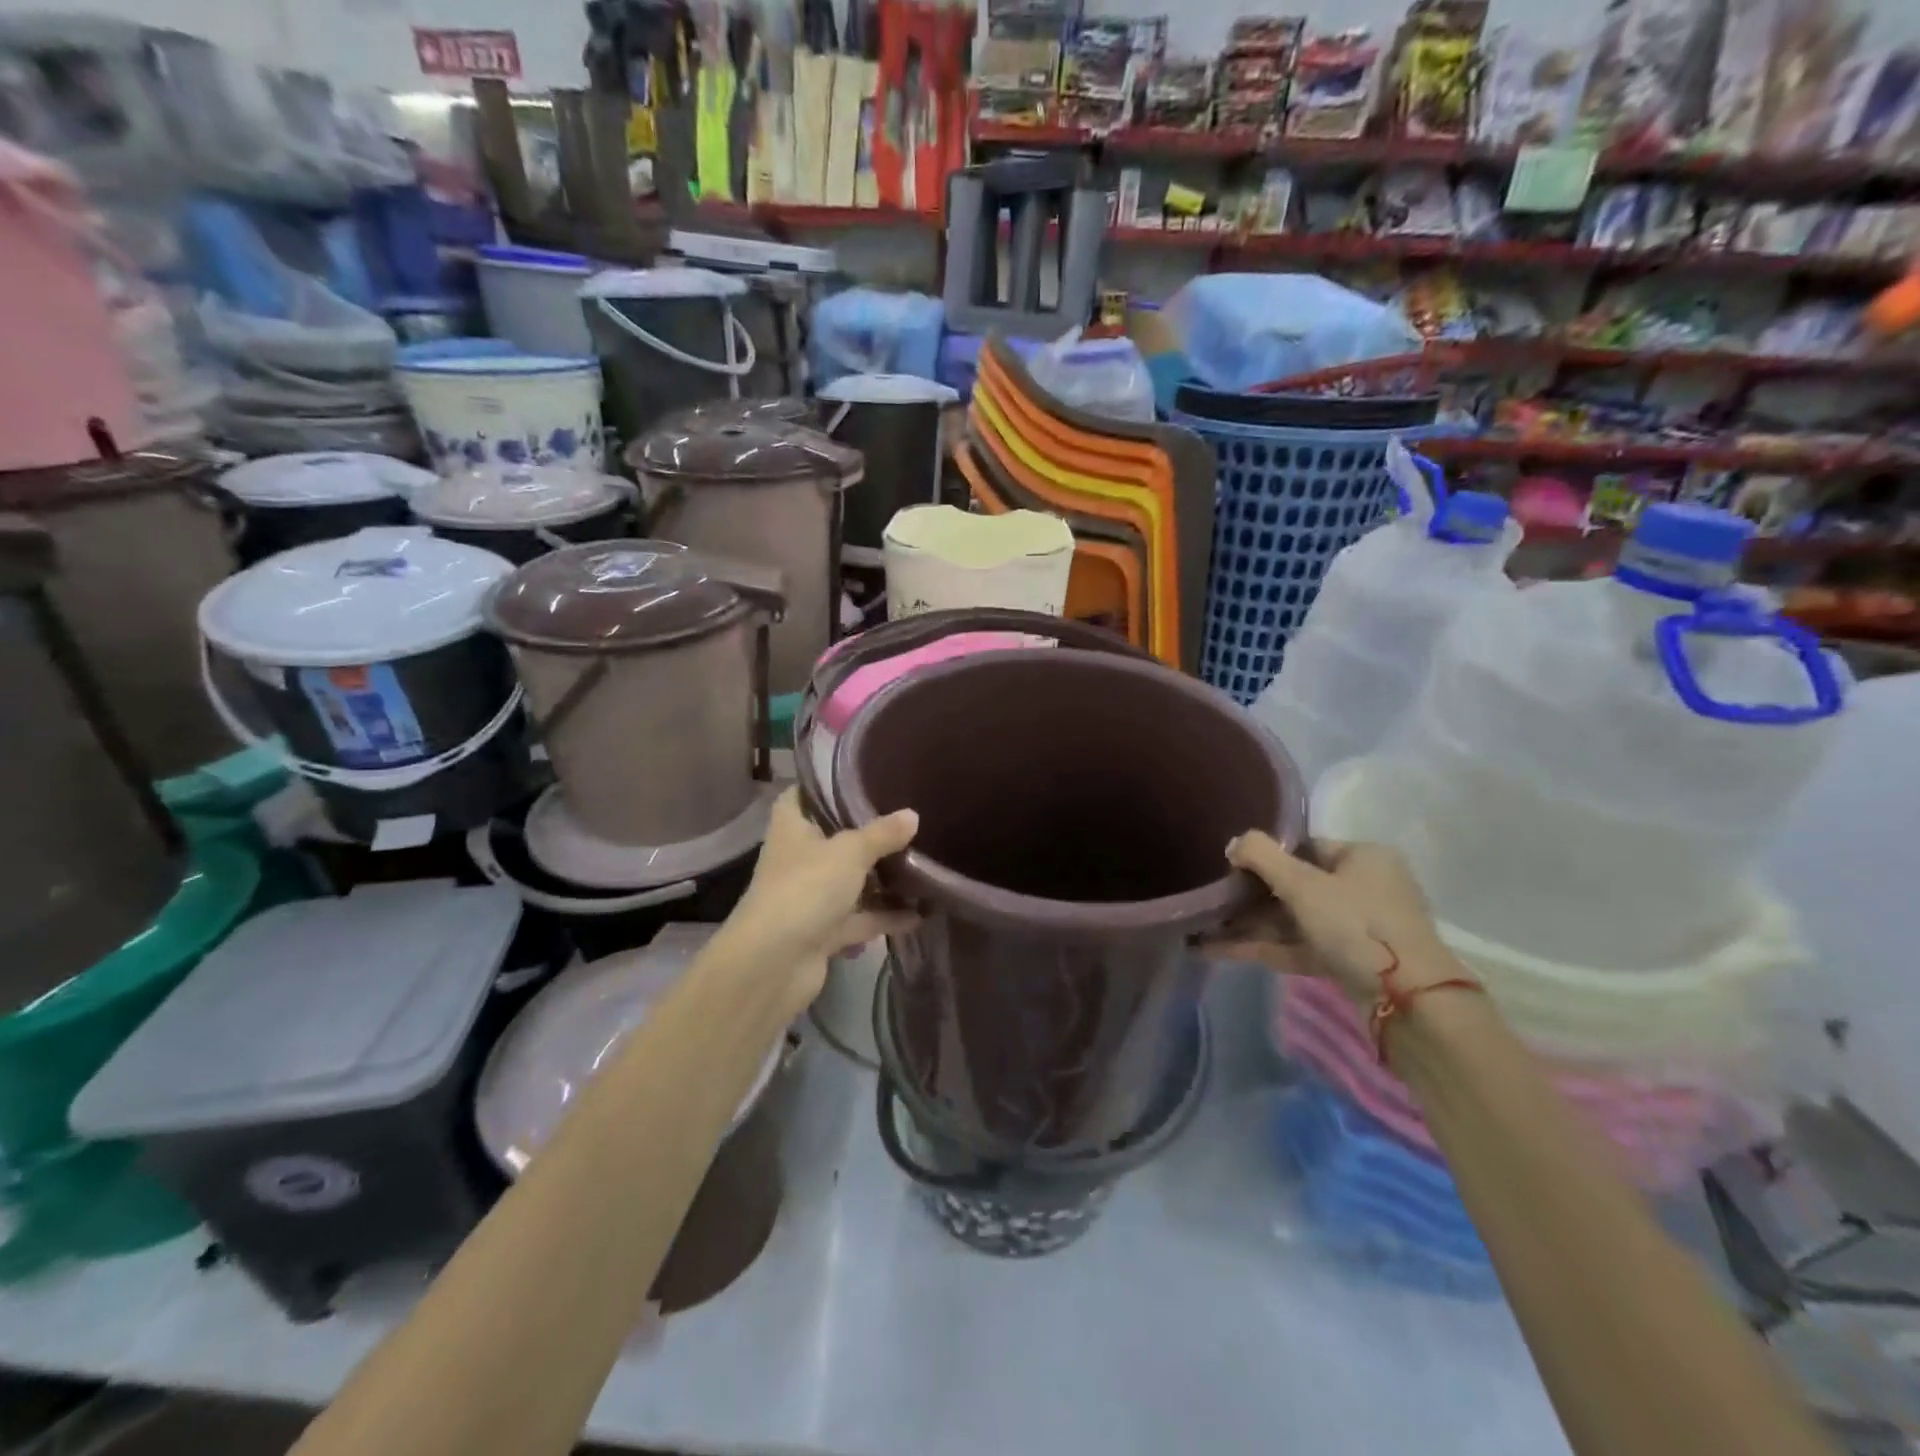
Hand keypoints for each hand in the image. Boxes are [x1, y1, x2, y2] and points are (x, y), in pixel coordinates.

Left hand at [718, 788, 917, 1000]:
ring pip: (850, 882)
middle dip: (867, 835)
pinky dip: (885, 916)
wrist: (774, 964)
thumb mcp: (849, 852)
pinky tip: (920, 914)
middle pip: (833, 840)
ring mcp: (810, 898)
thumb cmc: (805, 888)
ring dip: (881, 880)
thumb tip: (912, 815)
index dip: (823, 787)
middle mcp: (798, 860)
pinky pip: (860, 918)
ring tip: (923, 867)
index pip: (800, 796)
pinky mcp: (824, 932)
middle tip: (906, 821)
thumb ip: (882, 834)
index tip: (857, 778)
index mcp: (792, 829)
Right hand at [1210, 833, 1464, 1009]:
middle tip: (1211, 901)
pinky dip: (1264, 947)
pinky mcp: (1348, 962)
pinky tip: (1220, 951)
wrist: (1408, 1001)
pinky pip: (1299, 946)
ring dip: (1251, 925)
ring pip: (1294, 920)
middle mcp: (1364, 887)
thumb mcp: (1303, 883)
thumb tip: (1233, 843)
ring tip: (1202, 929)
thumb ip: (1261, 855)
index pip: (1305, 847)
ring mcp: (1357, 928)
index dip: (1266, 856)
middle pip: (1296, 885)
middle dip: (1250, 896)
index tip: (1229, 868)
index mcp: (1363, 857)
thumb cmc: (1357, 925)